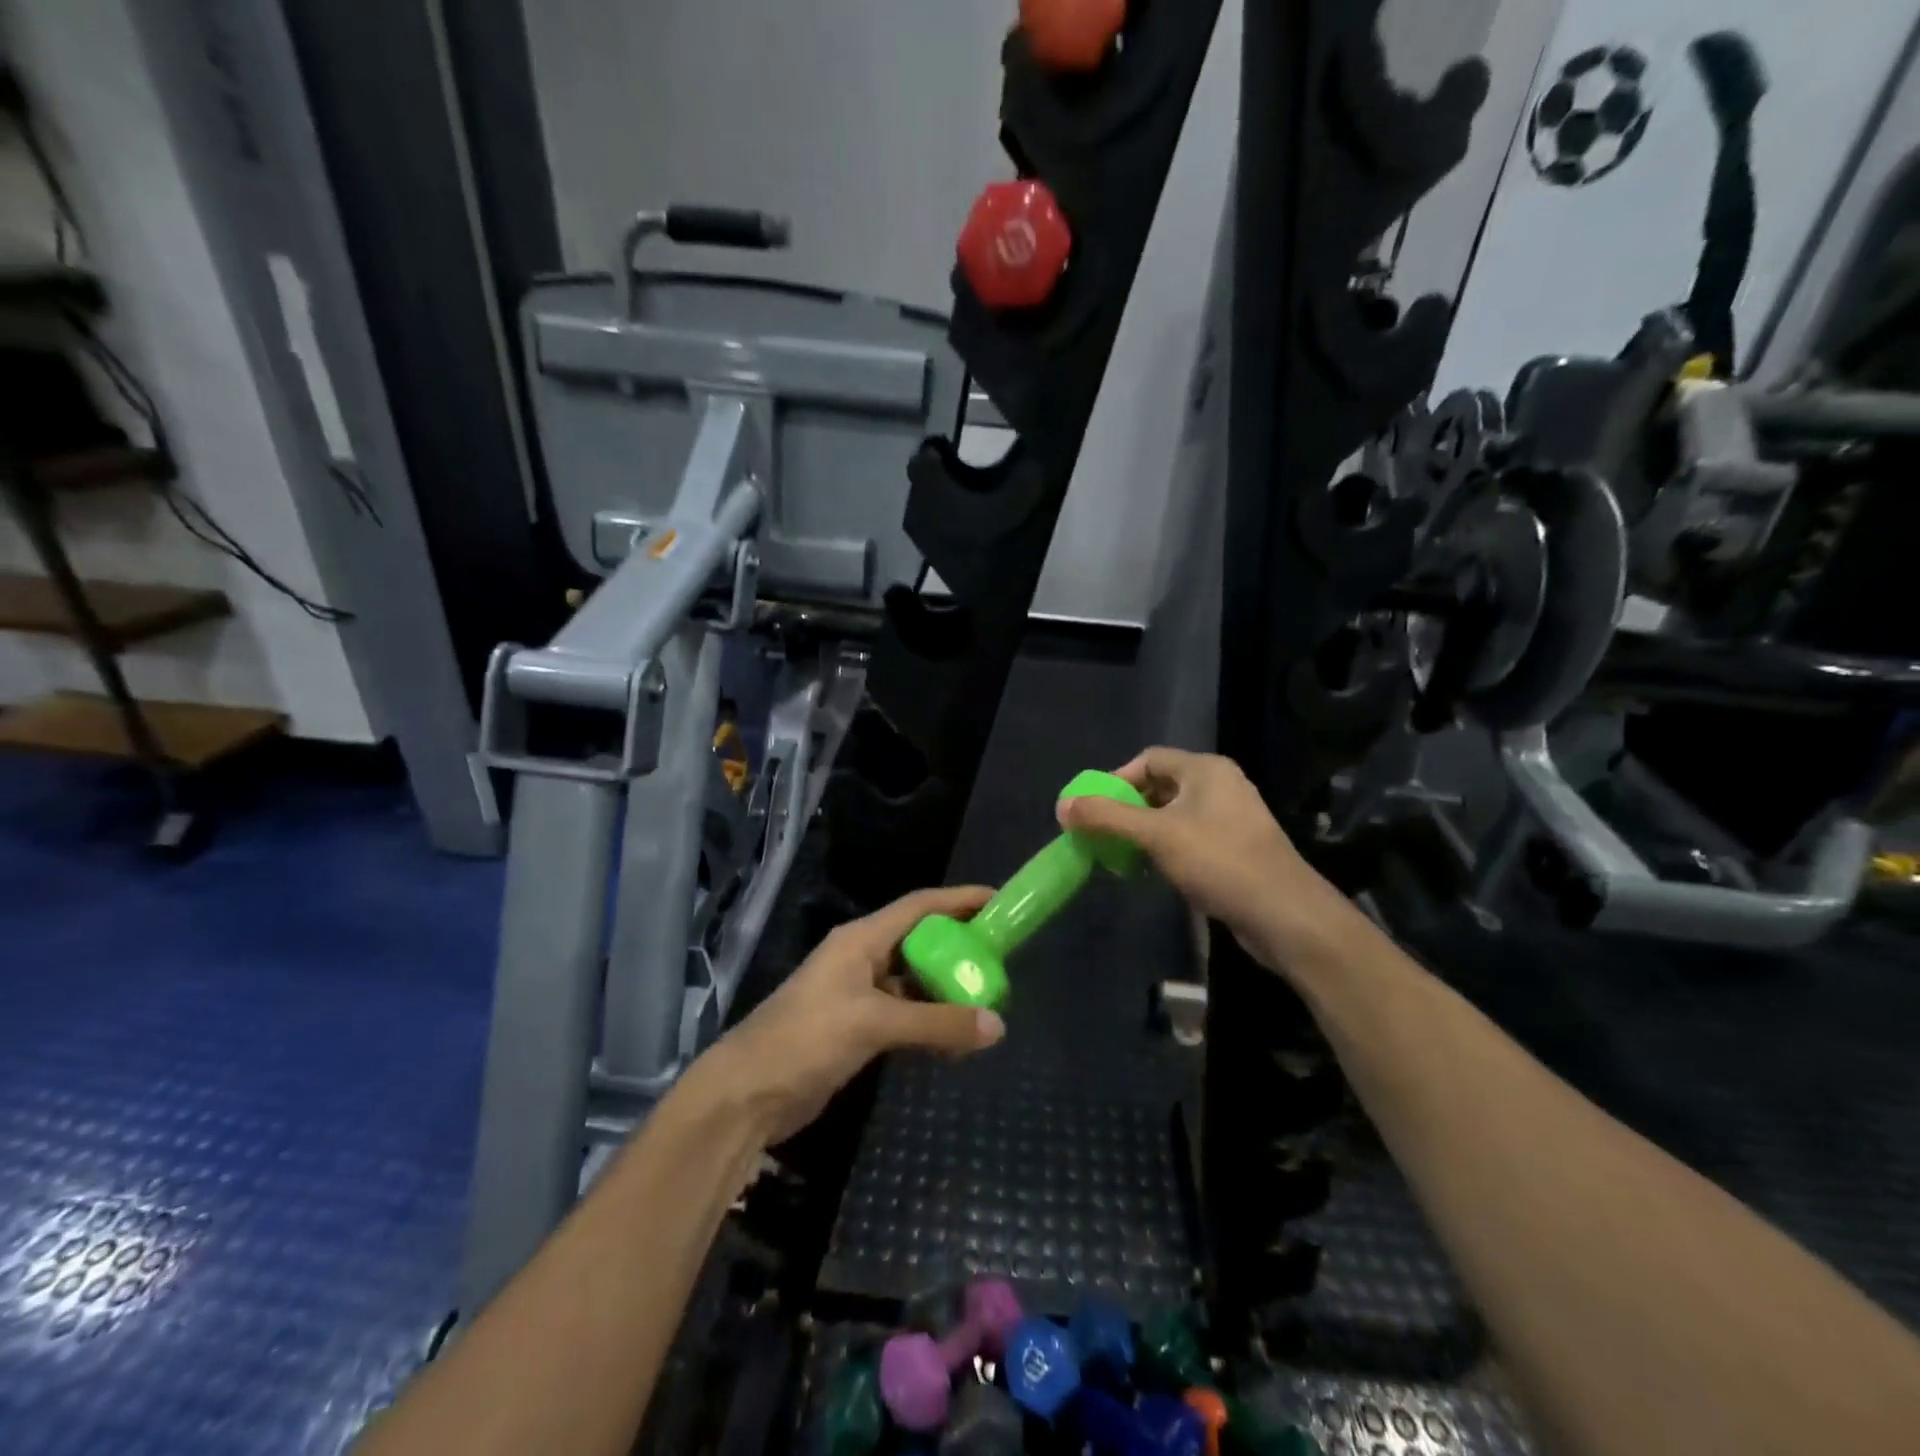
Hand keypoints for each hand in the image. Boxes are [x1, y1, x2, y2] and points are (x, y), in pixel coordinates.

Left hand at [702, 885, 1005, 1145]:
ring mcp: (859, 994)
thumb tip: (997, 1025)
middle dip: (959, 950)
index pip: (919, 907)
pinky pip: (905, 1016)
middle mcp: (862, 958)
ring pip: (915, 983)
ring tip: (986, 1006)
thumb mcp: (873, 1024)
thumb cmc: (806, 1039)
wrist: (747, 1094)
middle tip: (1000, 961)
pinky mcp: (857, 1028)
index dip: (959, 900)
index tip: (998, 901)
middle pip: (921, 943)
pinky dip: (930, 1024)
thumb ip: (936, 1023)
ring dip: (946, 993)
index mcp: (861, 939)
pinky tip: (954, 1044)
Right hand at [1055, 746, 1340, 966]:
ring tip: (1121, 855)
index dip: (1117, 780)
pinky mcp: (1236, 848)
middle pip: (1160, 786)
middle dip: (1127, 808)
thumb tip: (1062, 805)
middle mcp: (1220, 785)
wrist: (1284, 913)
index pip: (1149, 759)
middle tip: (1103, 833)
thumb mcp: (1155, 835)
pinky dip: (1166, 848)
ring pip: (1174, 815)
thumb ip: (1107, 817)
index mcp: (1205, 770)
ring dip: (1144, 831)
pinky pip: (1190, 837)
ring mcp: (1231, 818)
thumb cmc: (1218, 861)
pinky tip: (1152, 871)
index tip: (1094, 809)